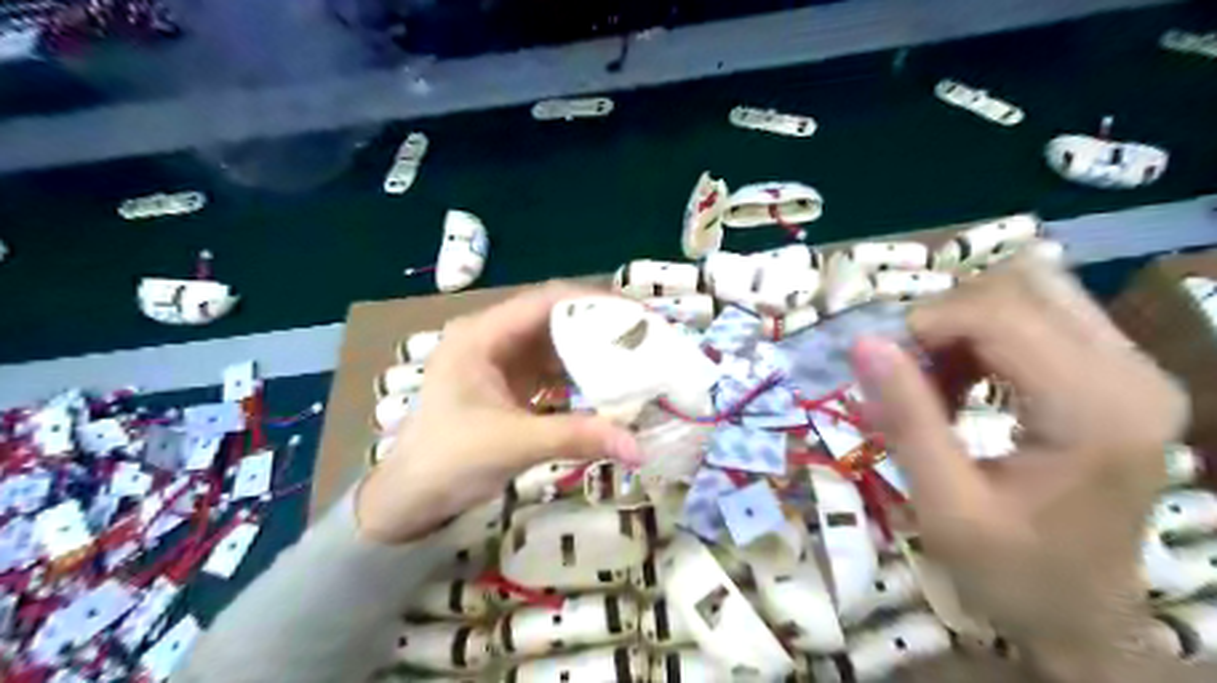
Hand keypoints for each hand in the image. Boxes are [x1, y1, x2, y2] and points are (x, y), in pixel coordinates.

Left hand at [358, 281, 639, 544]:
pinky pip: (551, 369)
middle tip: (643, 337)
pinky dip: (578, 375)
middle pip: (554, 318)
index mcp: (482, 335)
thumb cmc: (449, 461)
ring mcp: (499, 361)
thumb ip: (577, 438)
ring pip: (555, 343)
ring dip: (591, 350)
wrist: (410, 500)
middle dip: (598, 325)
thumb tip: (638, 448)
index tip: (636, 315)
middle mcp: (491, 338)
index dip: (593, 301)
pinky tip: (606, 385)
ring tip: (634, 358)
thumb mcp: (514, 444)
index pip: (545, 300)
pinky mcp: (508, 384)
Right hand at [850, 245, 1184, 677]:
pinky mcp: (1119, 373)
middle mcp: (1131, 373)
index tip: (883, 366)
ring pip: (1030, 290)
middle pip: (1021, 285)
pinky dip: (984, 336)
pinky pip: (1039, 315)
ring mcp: (1133, 369)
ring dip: (964, 326)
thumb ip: (906, 418)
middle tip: (912, 377)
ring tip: (938, 384)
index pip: (1002, 312)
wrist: (1081, 614)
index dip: (927, 323)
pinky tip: (965, 384)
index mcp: (1095, 411)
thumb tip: (863, 342)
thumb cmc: (1011, 572)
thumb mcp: (944, 505)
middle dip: (946, 320)